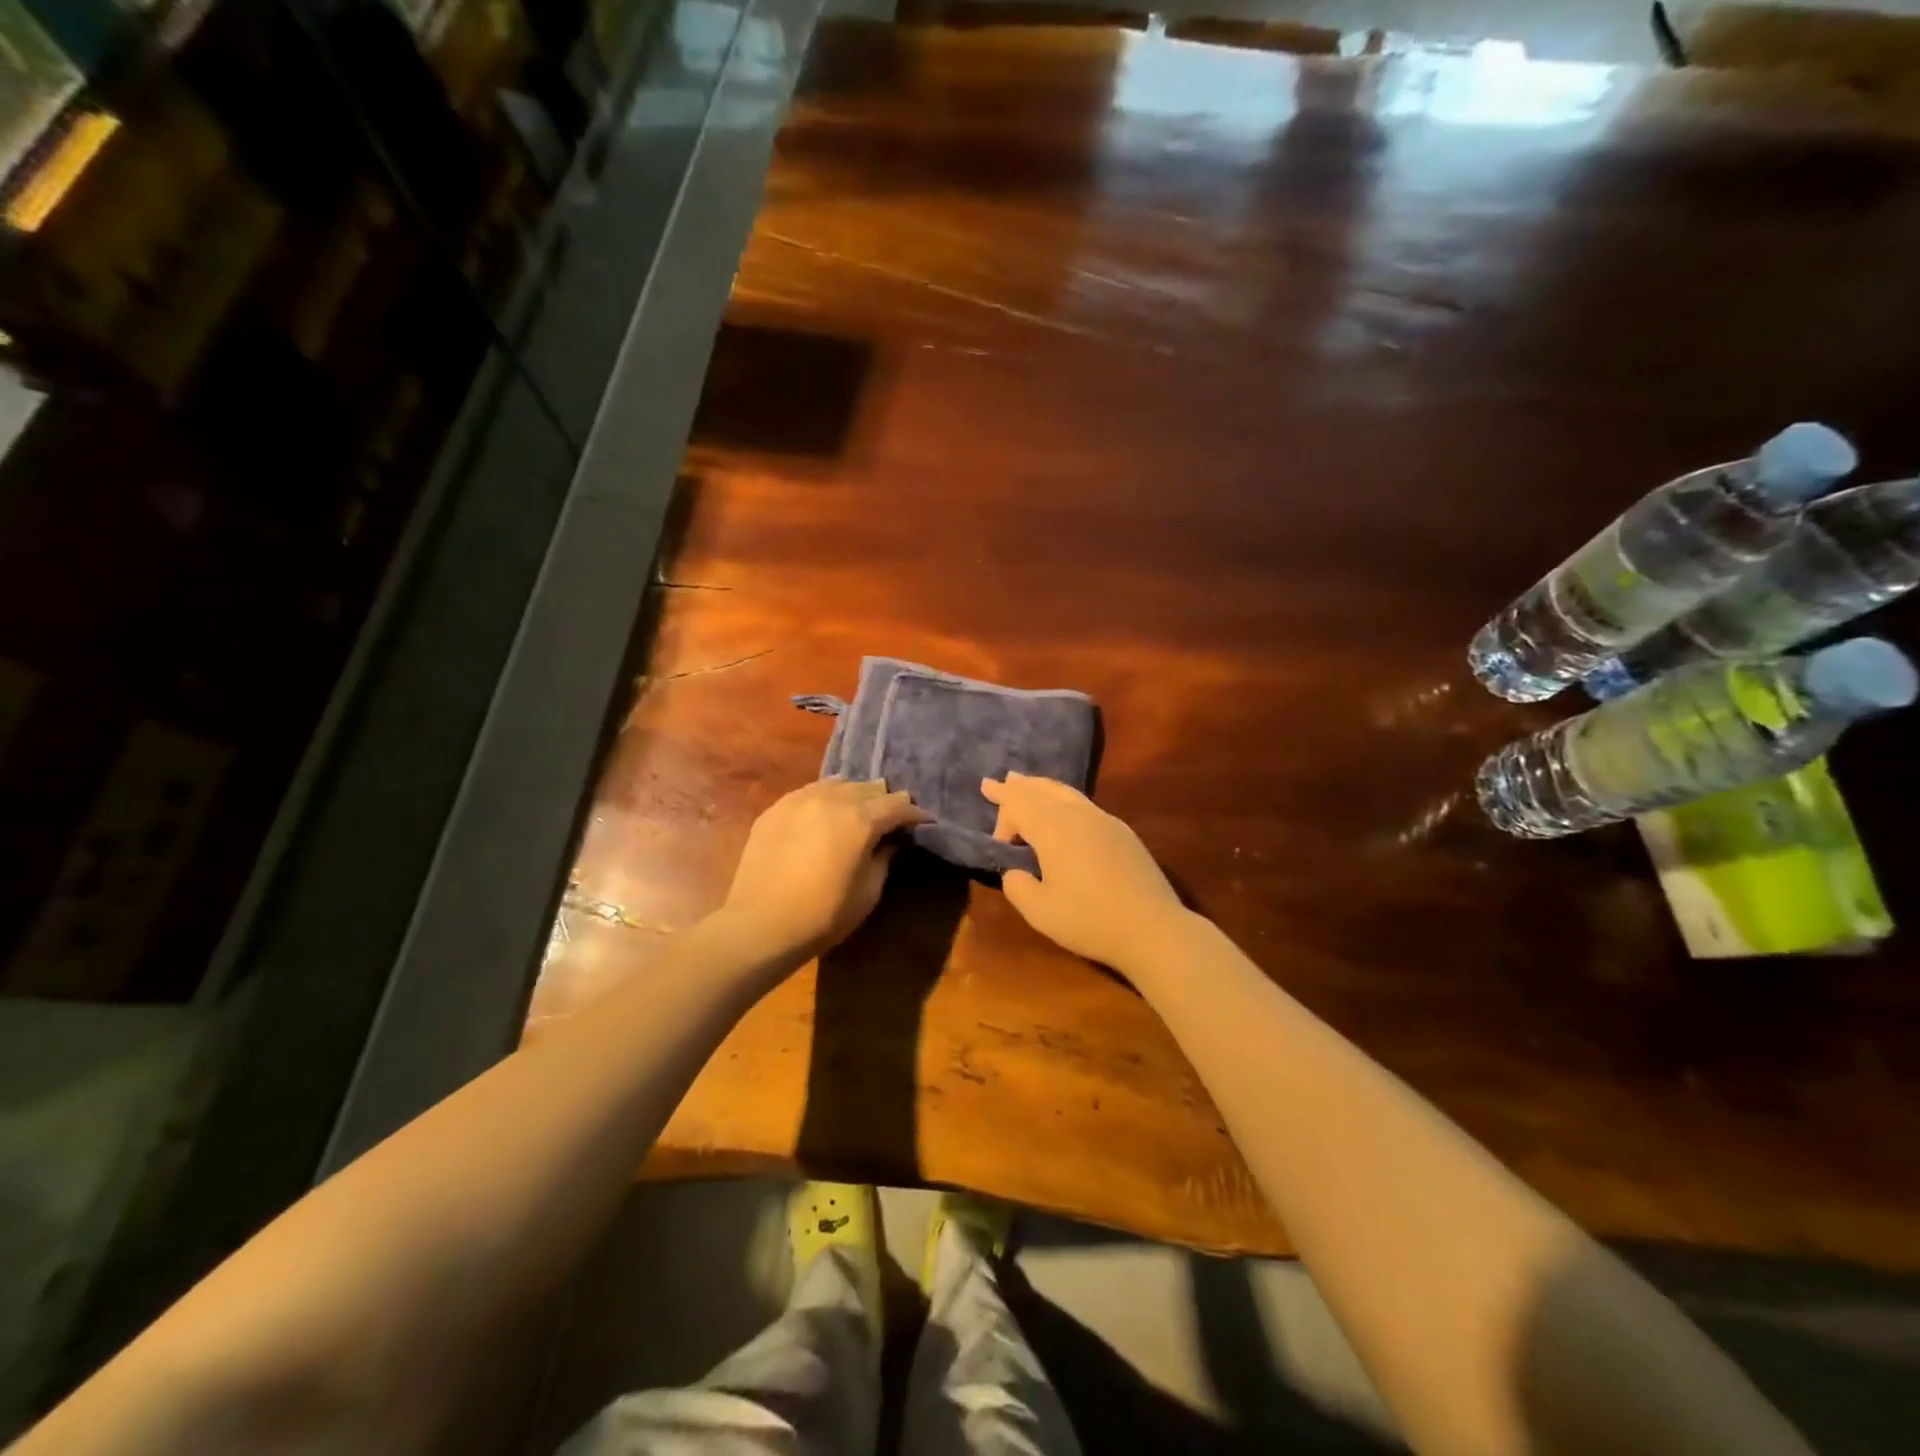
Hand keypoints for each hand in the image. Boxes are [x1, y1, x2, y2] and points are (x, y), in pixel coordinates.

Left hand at [717, 778, 928, 962]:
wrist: (760, 924)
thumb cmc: (823, 915)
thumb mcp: (868, 893)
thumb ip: (884, 859)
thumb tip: (889, 841)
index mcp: (861, 820)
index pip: (897, 805)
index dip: (914, 814)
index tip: (922, 822)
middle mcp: (833, 799)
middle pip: (869, 788)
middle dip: (885, 801)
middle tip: (892, 817)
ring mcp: (800, 799)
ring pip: (839, 784)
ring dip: (855, 795)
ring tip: (859, 810)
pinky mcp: (776, 808)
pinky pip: (810, 791)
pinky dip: (826, 797)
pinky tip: (825, 811)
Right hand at [980, 773, 1191, 976]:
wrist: (1153, 928)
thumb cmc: (1090, 921)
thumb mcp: (1040, 912)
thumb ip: (1018, 887)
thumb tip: (1015, 872)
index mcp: (1054, 829)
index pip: (1019, 804)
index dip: (1001, 810)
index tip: (996, 840)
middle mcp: (1078, 815)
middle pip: (1042, 790)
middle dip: (1018, 787)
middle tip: (999, 781)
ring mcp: (1105, 820)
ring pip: (1066, 792)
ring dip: (1042, 787)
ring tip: (1027, 783)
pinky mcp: (1123, 832)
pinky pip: (1084, 804)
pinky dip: (1063, 799)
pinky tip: (1065, 810)